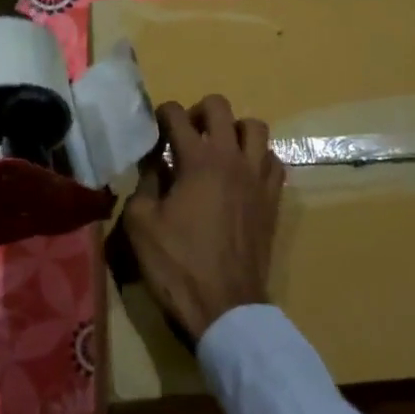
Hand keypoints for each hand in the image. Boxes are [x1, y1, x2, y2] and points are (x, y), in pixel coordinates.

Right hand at [121, 94, 283, 341]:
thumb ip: (143, 184)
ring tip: (218, 148)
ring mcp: (257, 177)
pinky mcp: (273, 198)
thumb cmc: (178, 264)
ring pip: (255, 127)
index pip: (176, 115)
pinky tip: (243, 174)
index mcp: (198, 160)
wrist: (225, 306)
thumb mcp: (141, 224)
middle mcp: (232, 158)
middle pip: (220, 107)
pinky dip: (258, 157)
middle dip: (198, 111)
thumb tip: (151, 164)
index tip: (153, 128)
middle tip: (185, 134)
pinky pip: (273, 160)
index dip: (161, 114)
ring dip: (234, 129)